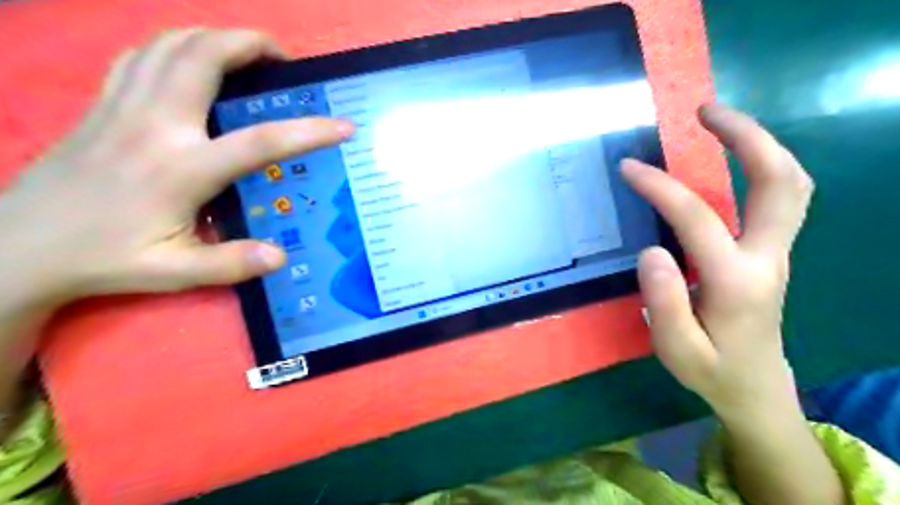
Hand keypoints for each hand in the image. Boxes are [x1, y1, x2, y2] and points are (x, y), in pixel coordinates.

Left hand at [1, 31, 351, 309]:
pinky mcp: (102, 104)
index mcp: (180, 169)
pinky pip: (140, 55)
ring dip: (213, 37)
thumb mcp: (173, 272)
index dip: (308, 132)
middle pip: (203, 58)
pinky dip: (173, 45)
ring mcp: (122, 107)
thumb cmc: (105, 259)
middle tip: (283, 59)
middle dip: (249, 44)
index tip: (343, 126)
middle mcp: (154, 125)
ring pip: (168, 44)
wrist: (17, 246)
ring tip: (245, 51)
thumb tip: (280, 256)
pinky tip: (191, 61)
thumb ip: (230, 265)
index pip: (259, 142)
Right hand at [624, 105, 812, 417]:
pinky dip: (760, 165)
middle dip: (747, 137)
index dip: (660, 187)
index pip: (697, 219)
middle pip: (780, 182)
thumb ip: (664, 302)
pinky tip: (730, 158)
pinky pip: (779, 197)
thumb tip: (652, 251)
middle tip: (705, 111)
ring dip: (760, 144)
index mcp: (736, 282)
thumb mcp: (677, 348)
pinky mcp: (772, 252)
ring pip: (791, 184)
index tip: (628, 167)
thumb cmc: (711, 369)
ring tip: (718, 123)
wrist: (755, 385)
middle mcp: (766, 258)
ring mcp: (776, 252)